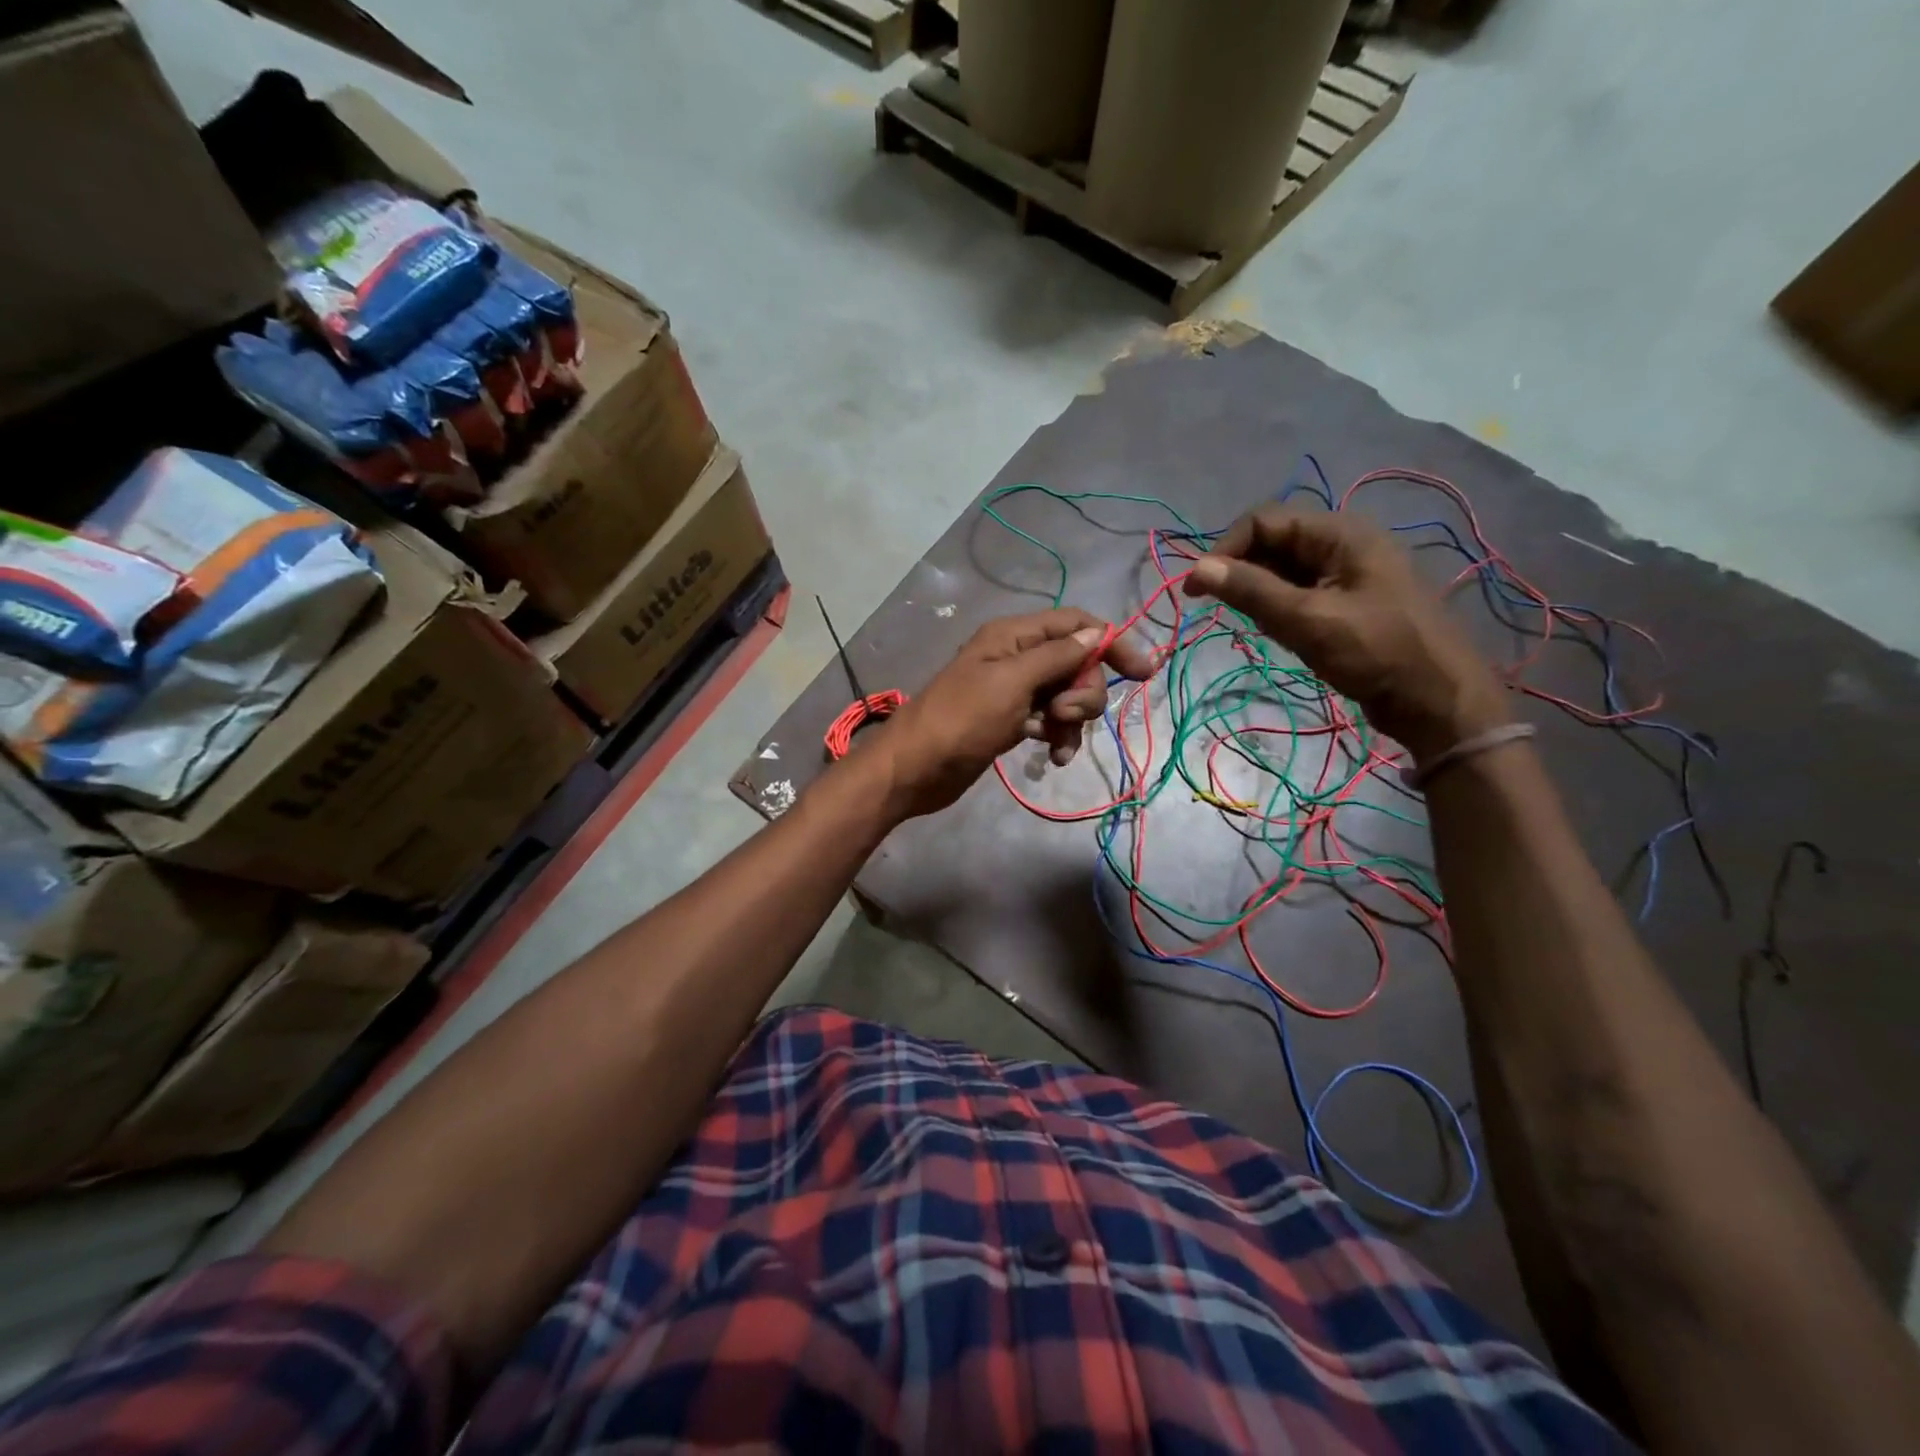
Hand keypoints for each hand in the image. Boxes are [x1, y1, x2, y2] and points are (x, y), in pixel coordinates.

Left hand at [866, 608, 1151, 818]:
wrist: (916, 769)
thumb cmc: (961, 720)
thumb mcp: (1012, 682)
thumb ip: (1056, 656)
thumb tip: (1098, 633)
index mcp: (1014, 636)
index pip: (1076, 624)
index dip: (1111, 642)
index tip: (1143, 672)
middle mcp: (1017, 657)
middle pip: (1077, 663)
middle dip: (1084, 691)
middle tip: (1064, 715)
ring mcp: (1015, 691)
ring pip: (1067, 695)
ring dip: (1073, 720)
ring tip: (1056, 743)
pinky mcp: (1012, 721)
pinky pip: (1051, 721)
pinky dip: (1058, 736)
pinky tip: (1053, 756)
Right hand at [1182, 508, 1507, 763]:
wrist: (1438, 700)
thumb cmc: (1376, 652)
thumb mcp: (1307, 620)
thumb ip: (1251, 591)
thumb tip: (1196, 568)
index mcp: (1340, 533)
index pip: (1263, 521)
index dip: (1224, 550)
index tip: (1197, 591)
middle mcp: (1343, 543)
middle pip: (1272, 543)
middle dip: (1243, 574)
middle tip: (1228, 613)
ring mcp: (1348, 573)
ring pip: (1283, 571)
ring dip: (1261, 595)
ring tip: (1266, 629)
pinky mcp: (1348, 601)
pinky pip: (1300, 593)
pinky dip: (1280, 610)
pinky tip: (1284, 635)